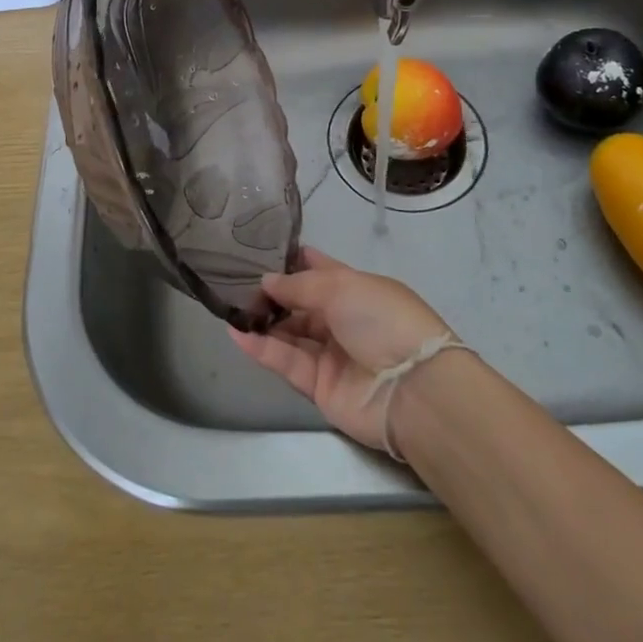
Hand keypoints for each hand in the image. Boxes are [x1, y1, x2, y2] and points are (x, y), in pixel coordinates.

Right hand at [229, 248, 455, 452]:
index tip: (259, 252)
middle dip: (272, 294)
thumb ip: (299, 285)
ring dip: (263, 321)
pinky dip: (262, 348)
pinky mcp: (319, 387)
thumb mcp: (342, 287)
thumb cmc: (382, 320)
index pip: (320, 269)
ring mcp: (331, 354)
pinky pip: (287, 362)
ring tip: (230, 307)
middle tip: (235, 283)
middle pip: (300, 303)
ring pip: (290, 333)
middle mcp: (343, 319)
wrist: (412, 389)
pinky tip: (236, 333)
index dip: (293, 261)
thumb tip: (267, 281)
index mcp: (356, 289)